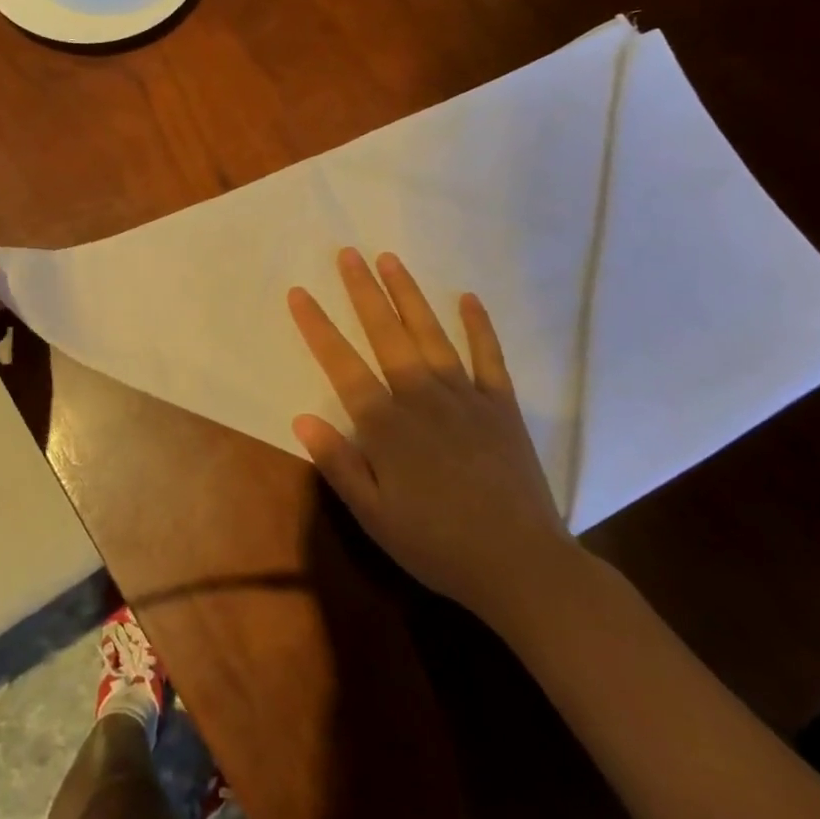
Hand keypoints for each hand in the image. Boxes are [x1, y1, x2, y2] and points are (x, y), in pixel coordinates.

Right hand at [288, 248, 572, 622]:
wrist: (520, 564)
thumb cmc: (437, 545)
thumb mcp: (374, 516)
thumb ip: (338, 464)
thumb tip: (301, 419)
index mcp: (386, 425)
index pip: (342, 365)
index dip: (318, 327)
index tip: (299, 293)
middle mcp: (421, 397)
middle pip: (385, 334)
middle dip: (363, 292)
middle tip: (348, 254)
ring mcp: (465, 396)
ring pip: (430, 333)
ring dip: (408, 295)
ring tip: (390, 260)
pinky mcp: (501, 404)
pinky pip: (488, 356)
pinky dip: (479, 325)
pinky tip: (467, 298)